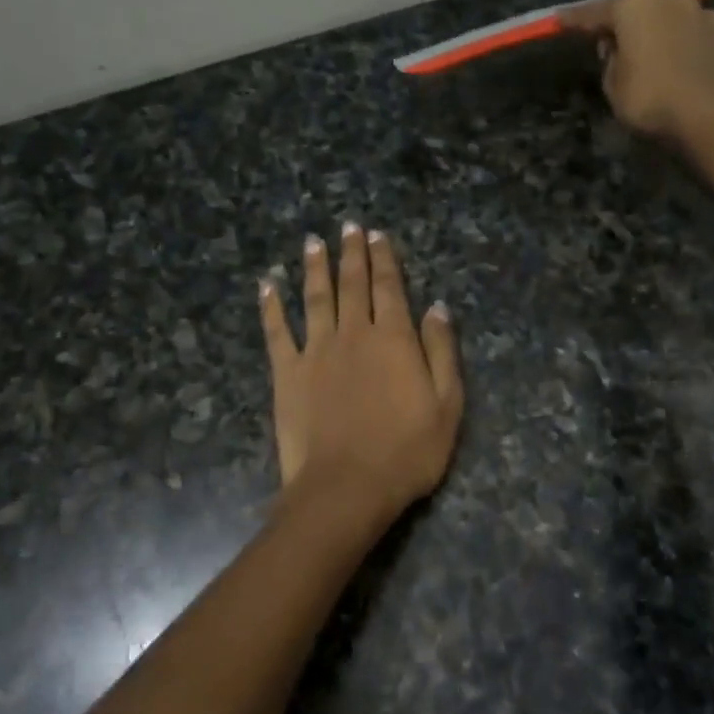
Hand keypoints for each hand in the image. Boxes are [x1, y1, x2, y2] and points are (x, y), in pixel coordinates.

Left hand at [259, 222, 463, 524]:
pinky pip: (277, 331)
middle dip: (351, 252)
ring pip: (315, 297)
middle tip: (348, 226)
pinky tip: (267, 284)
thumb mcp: (446, 405)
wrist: (346, 487)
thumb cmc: (406, 452)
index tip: (377, 235)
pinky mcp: (286, 373)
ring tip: (313, 241)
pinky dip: (271, 306)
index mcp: (393, 339)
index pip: (389, 287)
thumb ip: (441, 352)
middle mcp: (353, 334)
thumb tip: (437, 307)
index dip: (384, 259)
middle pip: (352, 284)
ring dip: (314, 267)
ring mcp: (316, 351)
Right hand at [559, 0, 713, 145]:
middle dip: (625, 24)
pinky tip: (685, 70)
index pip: (594, 12)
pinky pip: (697, 39)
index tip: (560, 20)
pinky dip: (687, 49)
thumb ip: (612, 62)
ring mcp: (705, 13)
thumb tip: (621, 50)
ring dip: (660, 34)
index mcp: (634, 5)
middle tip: (612, 43)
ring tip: (653, 58)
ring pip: (672, 20)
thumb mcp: (614, 86)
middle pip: (638, 9)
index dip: (575, 20)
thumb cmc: (652, 98)